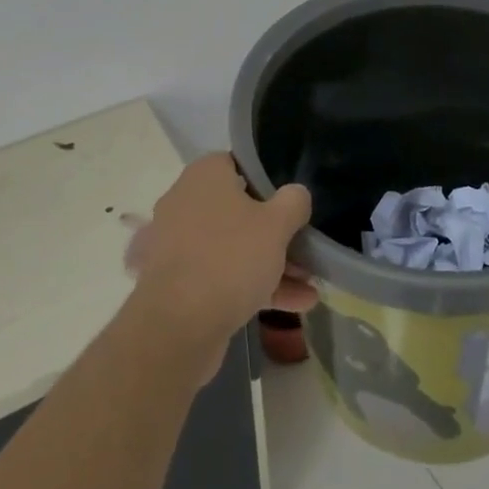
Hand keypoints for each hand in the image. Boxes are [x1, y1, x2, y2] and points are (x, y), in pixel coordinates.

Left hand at [123, 154, 315, 370]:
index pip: (237, 163)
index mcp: (204, 176)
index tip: (290, 198)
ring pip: (234, 246)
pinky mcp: (180, 282)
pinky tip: (297, 304)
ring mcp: (180, 244)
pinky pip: (223, 275)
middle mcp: (186, 203)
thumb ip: (293, 202)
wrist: (178, 326)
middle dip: (275, 231)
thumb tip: (296, 193)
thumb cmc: (230, 257)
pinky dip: (255, 286)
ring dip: (272, 264)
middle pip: (239, 209)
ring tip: (310, 283)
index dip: (266, 178)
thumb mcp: (276, 225)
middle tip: (305, 246)